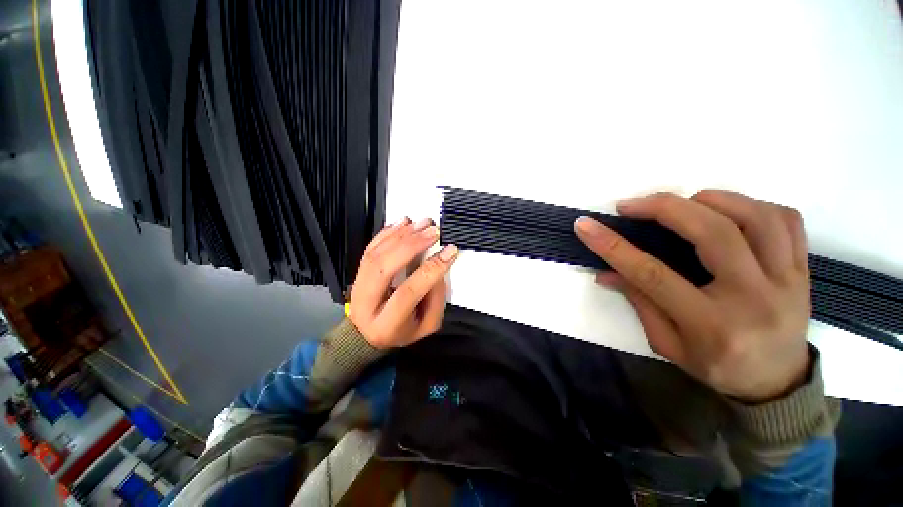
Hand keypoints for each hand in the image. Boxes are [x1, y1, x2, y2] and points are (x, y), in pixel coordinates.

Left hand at [349, 217, 459, 348]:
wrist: (366, 333)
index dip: (431, 269)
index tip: (450, 251)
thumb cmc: (402, 330)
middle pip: (384, 268)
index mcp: (387, 324)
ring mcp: (359, 285)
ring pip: (376, 254)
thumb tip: (438, 268)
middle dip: (412, 245)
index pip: (409, 292)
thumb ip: (436, 299)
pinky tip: (404, 222)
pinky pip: (370, 247)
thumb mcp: (426, 325)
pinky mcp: (358, 272)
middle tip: (433, 232)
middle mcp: (367, 303)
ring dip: (401, 234)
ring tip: (423, 223)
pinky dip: (387, 232)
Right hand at [575, 191, 810, 401]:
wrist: (777, 383)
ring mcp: (786, 280)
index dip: (614, 246)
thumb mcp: (667, 344)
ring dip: (710, 200)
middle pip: (713, 233)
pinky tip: (726, 211)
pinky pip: (786, 220)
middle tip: (632, 205)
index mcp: (712, 325)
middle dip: (664, 208)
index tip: (586, 226)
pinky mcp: (802, 269)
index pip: (653, 275)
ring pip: (756, 217)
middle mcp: (754, 298)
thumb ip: (638, 303)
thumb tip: (606, 272)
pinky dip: (752, 204)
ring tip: (681, 204)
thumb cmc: (716, 367)